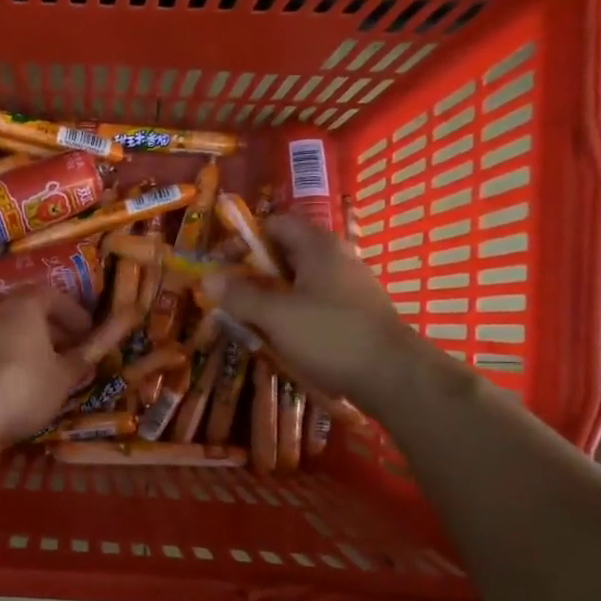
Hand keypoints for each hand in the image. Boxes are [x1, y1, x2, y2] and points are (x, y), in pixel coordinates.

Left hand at [0, 290, 93, 449]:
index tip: (88, 333)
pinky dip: (10, 356)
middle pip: (28, 309)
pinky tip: (17, 382)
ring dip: (30, 342)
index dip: (74, 313)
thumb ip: (84, 356)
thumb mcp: (63, 377)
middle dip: (53, 327)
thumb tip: (105, 341)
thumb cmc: (23, 388)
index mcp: (25, 306)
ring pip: (8, 329)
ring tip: (46, 369)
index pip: (53, 295)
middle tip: (70, 349)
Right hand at [204, 214, 431, 413]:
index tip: (222, 266)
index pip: (274, 223)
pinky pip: (316, 301)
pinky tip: (284, 338)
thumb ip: (239, 295)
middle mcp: (336, 256)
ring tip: (252, 321)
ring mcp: (350, 285)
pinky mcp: (357, 311)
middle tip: (231, 298)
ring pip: (299, 280)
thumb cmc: (330, 336)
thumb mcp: (275, 316)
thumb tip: (206, 278)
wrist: (394, 376)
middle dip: (254, 273)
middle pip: (285, 252)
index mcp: (317, 246)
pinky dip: (294, 312)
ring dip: (272, 296)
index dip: (243, 240)